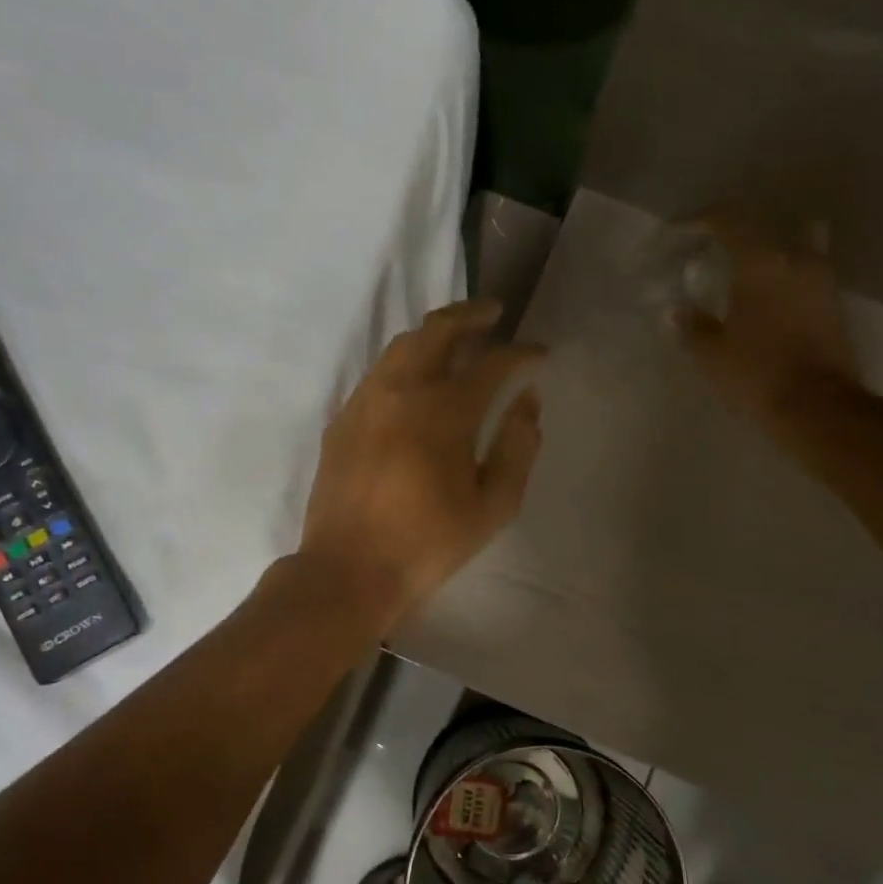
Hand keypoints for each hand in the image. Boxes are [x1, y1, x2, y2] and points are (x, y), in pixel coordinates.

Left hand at [299, 299, 545, 630]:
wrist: (349, 570)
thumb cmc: (427, 544)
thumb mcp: (492, 507)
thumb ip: (518, 448)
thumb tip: (528, 402)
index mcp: (444, 412)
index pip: (491, 362)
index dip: (521, 353)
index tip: (540, 354)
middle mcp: (402, 391)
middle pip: (438, 331)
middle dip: (471, 315)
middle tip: (493, 313)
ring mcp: (365, 401)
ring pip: (402, 345)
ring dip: (434, 332)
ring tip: (456, 337)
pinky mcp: (342, 419)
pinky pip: (378, 372)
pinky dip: (405, 361)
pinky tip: (415, 378)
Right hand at [671, 208, 865, 448]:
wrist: (817, 405)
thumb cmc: (756, 372)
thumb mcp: (711, 354)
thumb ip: (693, 327)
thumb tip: (676, 312)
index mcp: (760, 263)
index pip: (730, 221)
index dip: (703, 219)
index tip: (682, 230)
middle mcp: (795, 260)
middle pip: (768, 229)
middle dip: (740, 235)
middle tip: (718, 252)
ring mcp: (821, 282)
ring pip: (799, 247)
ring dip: (775, 253)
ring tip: (750, 272)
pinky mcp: (834, 307)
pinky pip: (809, 276)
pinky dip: (790, 278)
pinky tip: (772, 299)